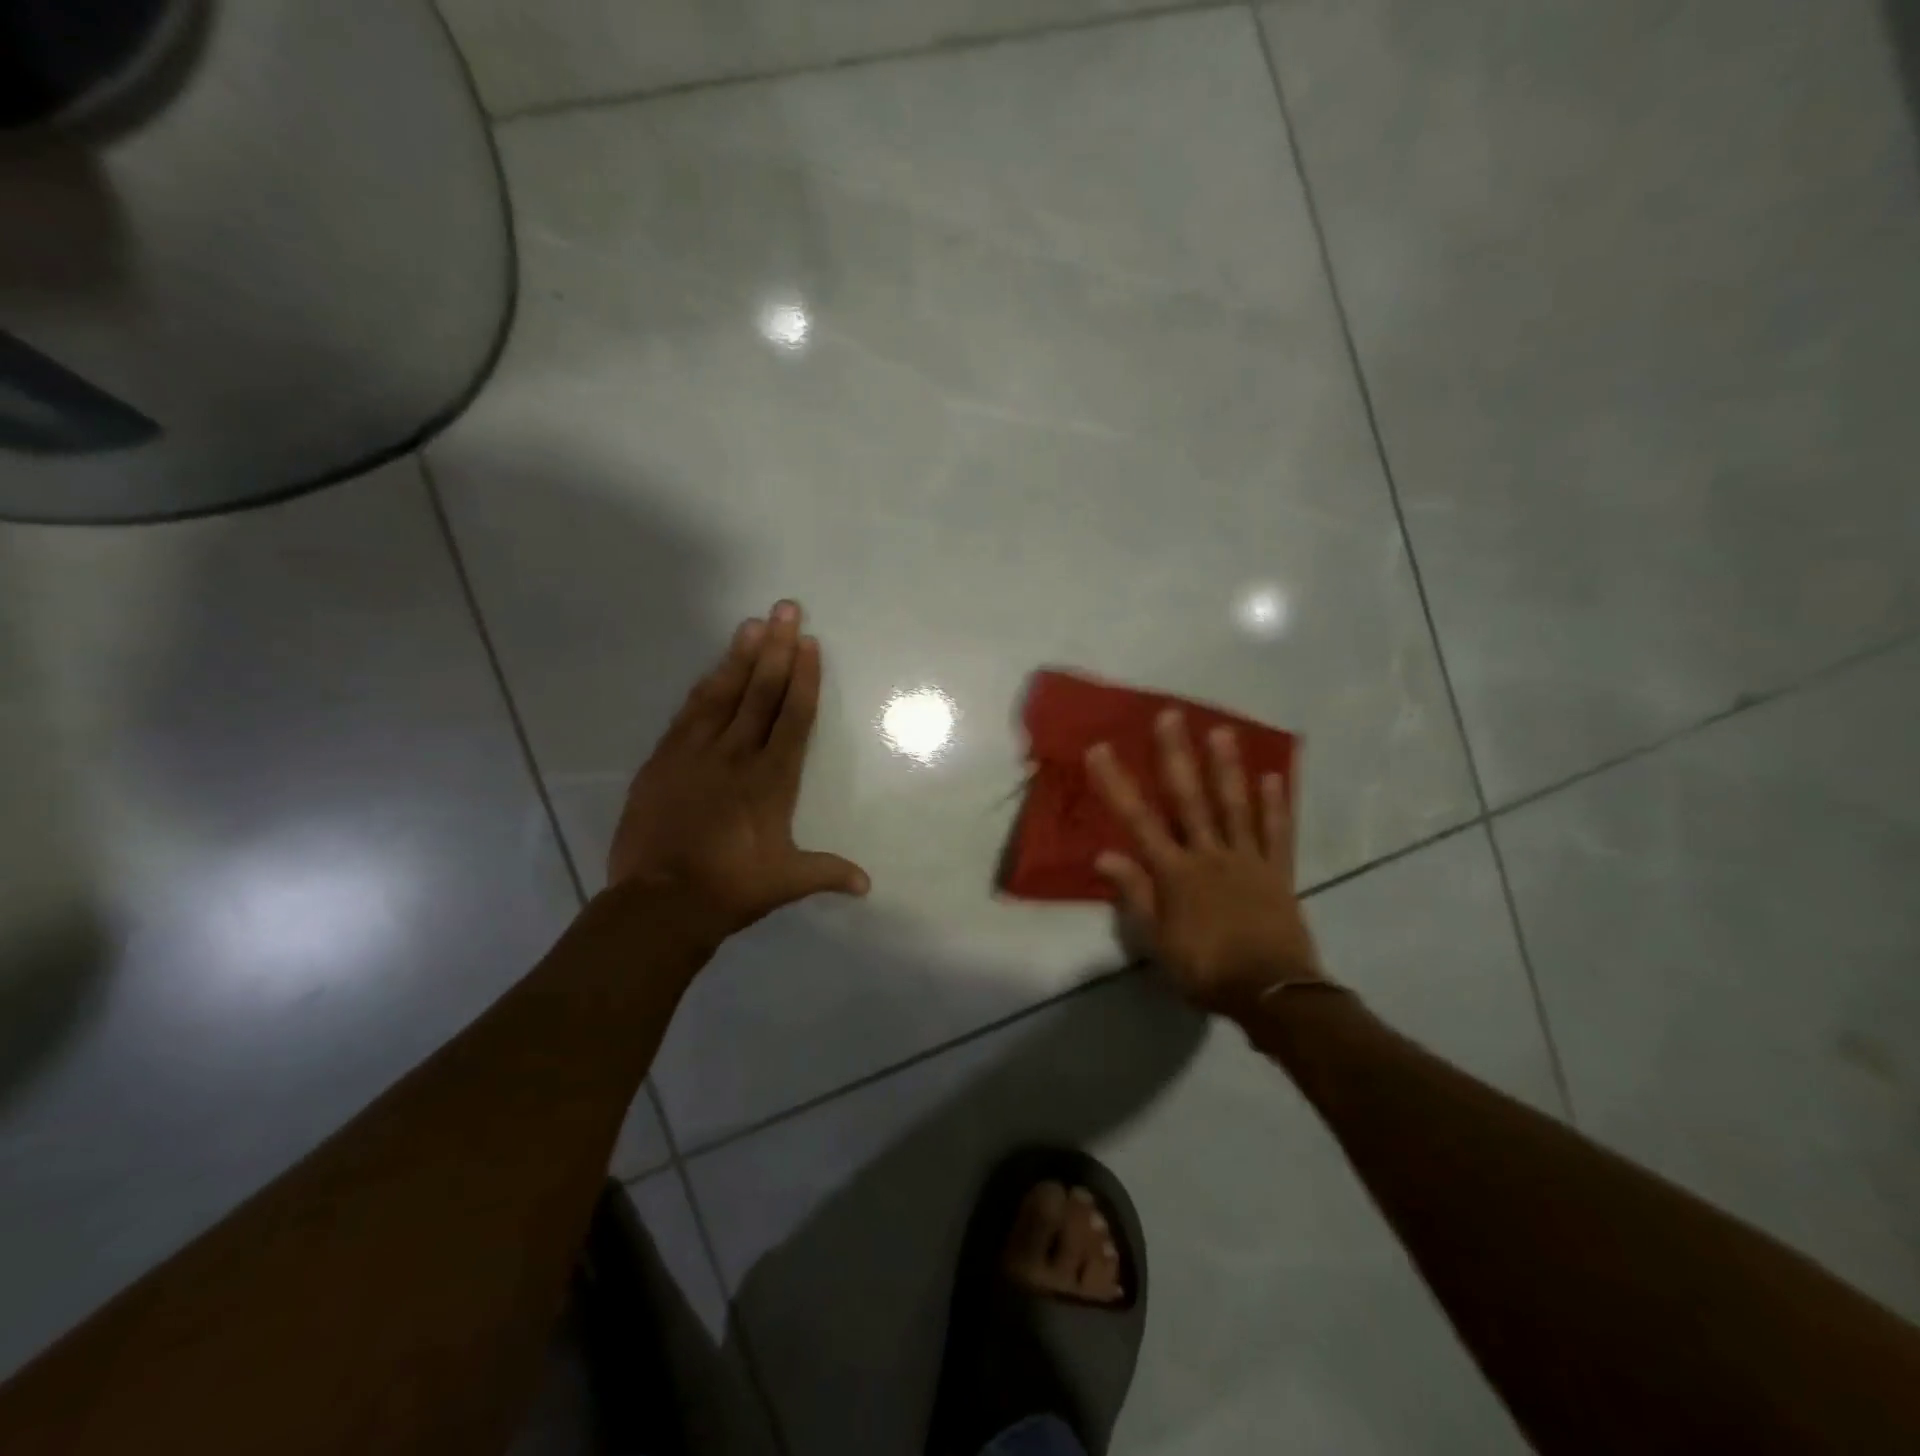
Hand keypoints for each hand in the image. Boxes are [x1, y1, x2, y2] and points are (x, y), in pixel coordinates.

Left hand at [607, 600, 868, 947]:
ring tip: (753, 624)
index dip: (803, 678)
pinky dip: (703, 687)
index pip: (793, 717)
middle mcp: (737, 755)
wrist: (660, 902)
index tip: (809, 643)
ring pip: (723, 694)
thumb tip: (868, 885)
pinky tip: (713, 668)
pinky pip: (688, 713)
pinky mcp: (664, 760)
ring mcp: (696, 753)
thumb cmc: (731, 888)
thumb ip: (827, 872)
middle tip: (787, 609)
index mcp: (772, 779)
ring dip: (740, 657)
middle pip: (761, 692)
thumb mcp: (787, 881)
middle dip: (777, 649)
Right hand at [1086, 710, 1325, 1015]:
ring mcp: (1246, 859)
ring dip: (1226, 767)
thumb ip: (1135, 893)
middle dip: (1175, 755)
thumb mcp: (1158, 940)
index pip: (1138, 820)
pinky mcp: (1277, 871)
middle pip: (1189, 798)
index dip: (1116, 783)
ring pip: (1234, 805)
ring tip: (1221, 731)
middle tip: (1169, 715)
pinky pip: (1276, 832)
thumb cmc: (1206, 968)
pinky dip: (1274, 804)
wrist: (1272, 992)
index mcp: (1175, 872)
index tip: (1100, 749)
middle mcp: (1209, 854)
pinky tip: (1272, 776)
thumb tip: (1105, 854)